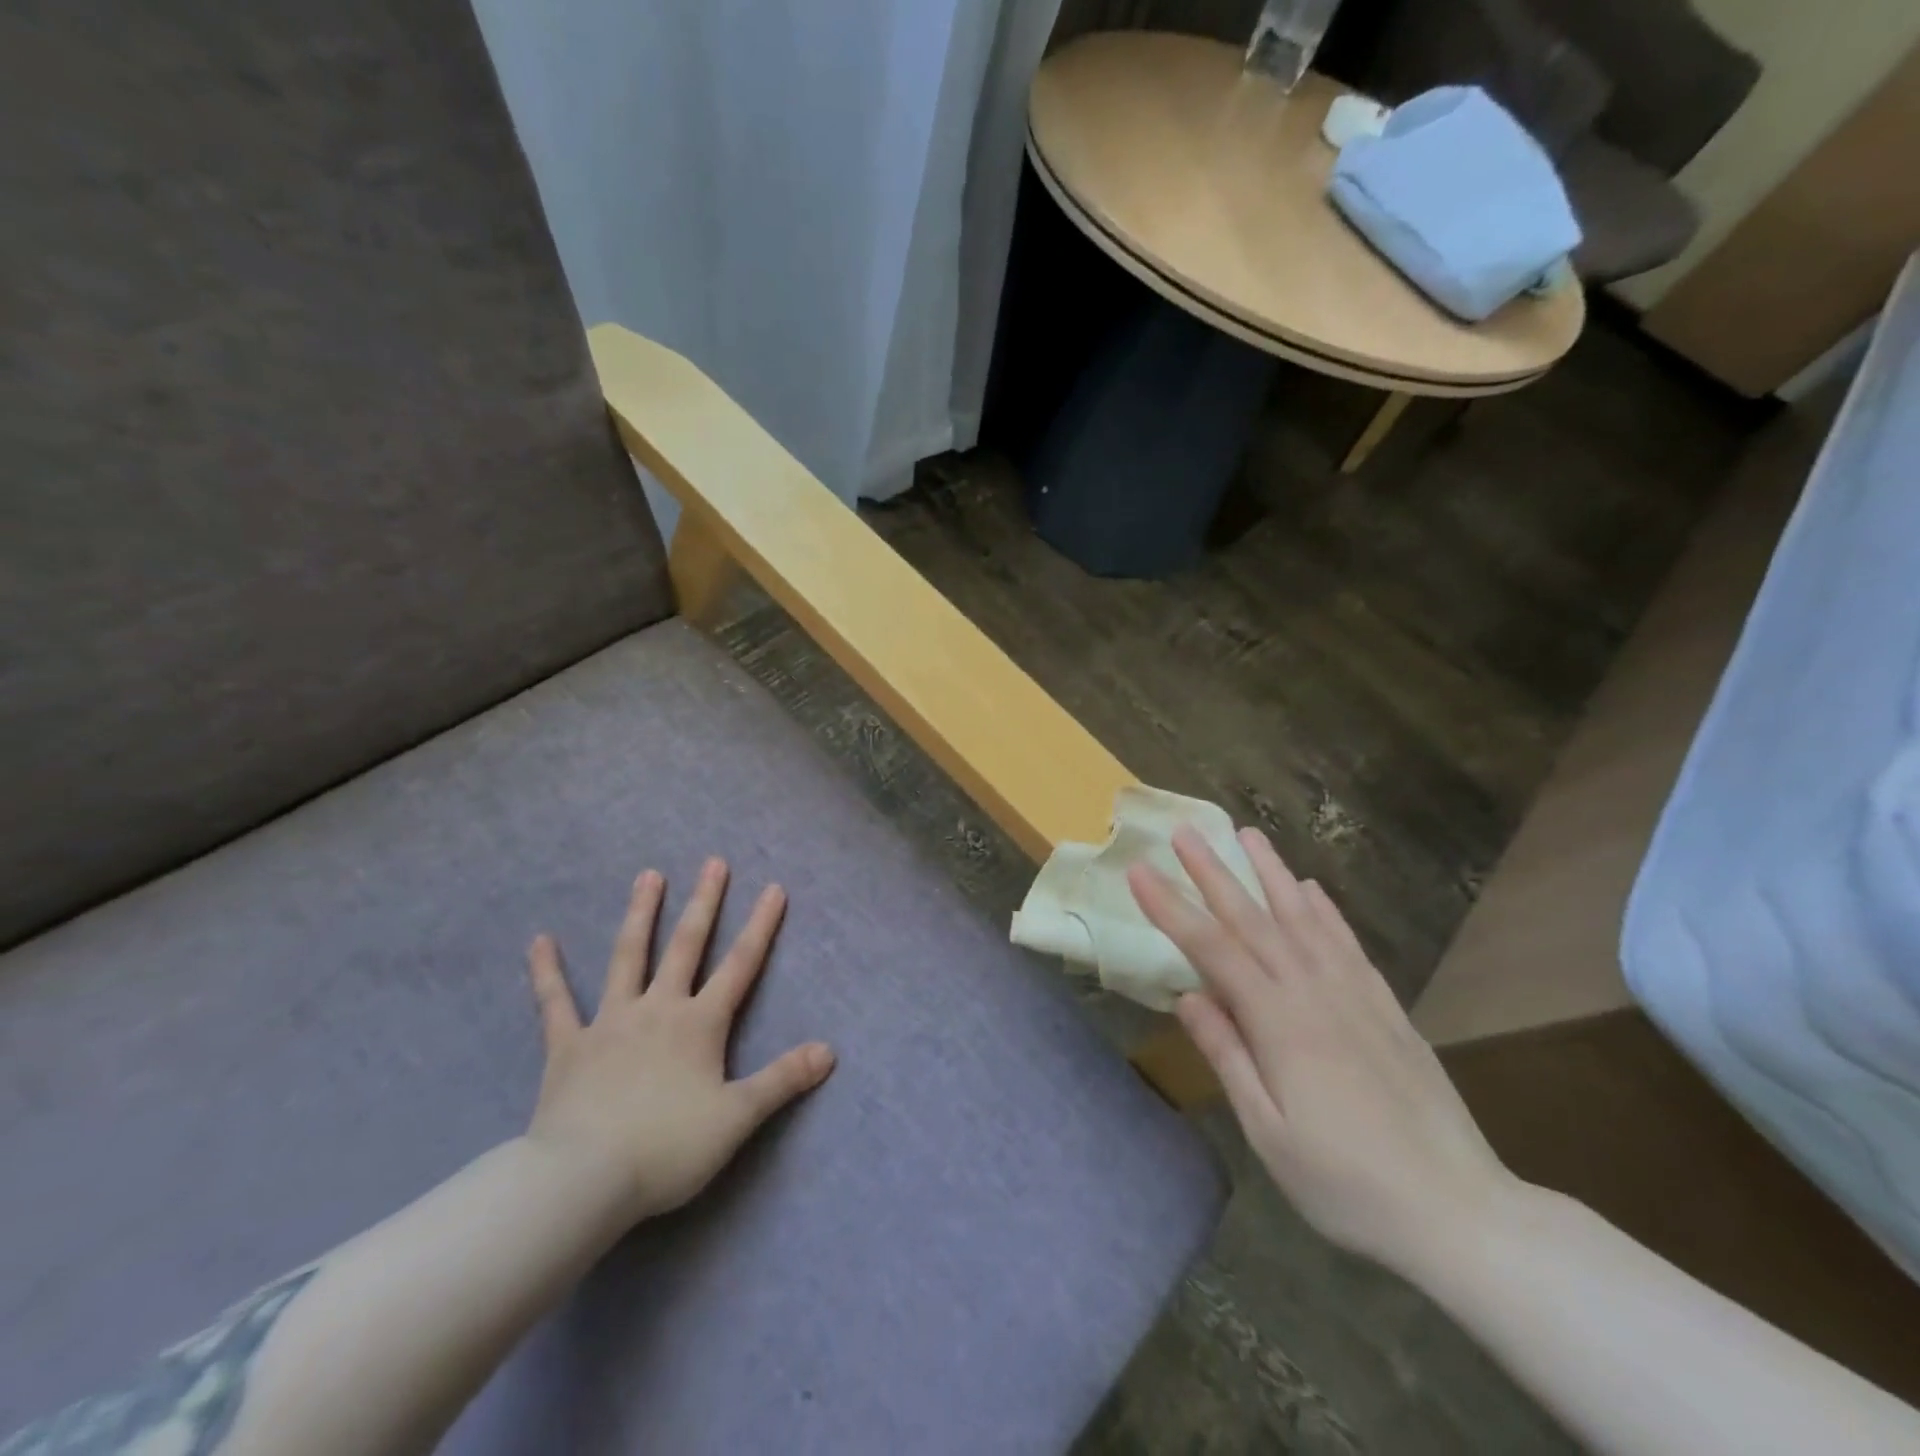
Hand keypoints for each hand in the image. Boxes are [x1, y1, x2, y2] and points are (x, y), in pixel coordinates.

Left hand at [523, 859, 833, 1224]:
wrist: (584, 1181)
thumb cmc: (667, 1148)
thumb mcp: (737, 1117)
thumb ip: (783, 1079)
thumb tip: (829, 1051)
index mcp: (700, 1024)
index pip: (740, 965)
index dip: (761, 926)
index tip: (773, 888)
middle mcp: (658, 1009)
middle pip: (686, 946)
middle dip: (704, 903)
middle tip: (713, 862)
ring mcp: (610, 1022)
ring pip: (628, 957)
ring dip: (640, 914)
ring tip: (648, 876)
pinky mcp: (568, 1046)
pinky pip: (555, 1003)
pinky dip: (547, 972)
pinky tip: (539, 941)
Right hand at [1129, 827, 1519, 1276]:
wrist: (1461, 1212)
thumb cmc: (1347, 1184)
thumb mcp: (1269, 1133)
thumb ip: (1228, 1056)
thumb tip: (1186, 995)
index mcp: (1279, 1023)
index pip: (1211, 949)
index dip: (1171, 907)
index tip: (1139, 870)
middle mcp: (1314, 992)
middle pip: (1253, 919)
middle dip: (1213, 872)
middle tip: (1185, 832)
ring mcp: (1355, 994)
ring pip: (1303, 917)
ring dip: (1271, 873)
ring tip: (1248, 834)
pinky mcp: (1386, 1007)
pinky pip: (1347, 943)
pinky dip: (1325, 910)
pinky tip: (1311, 889)